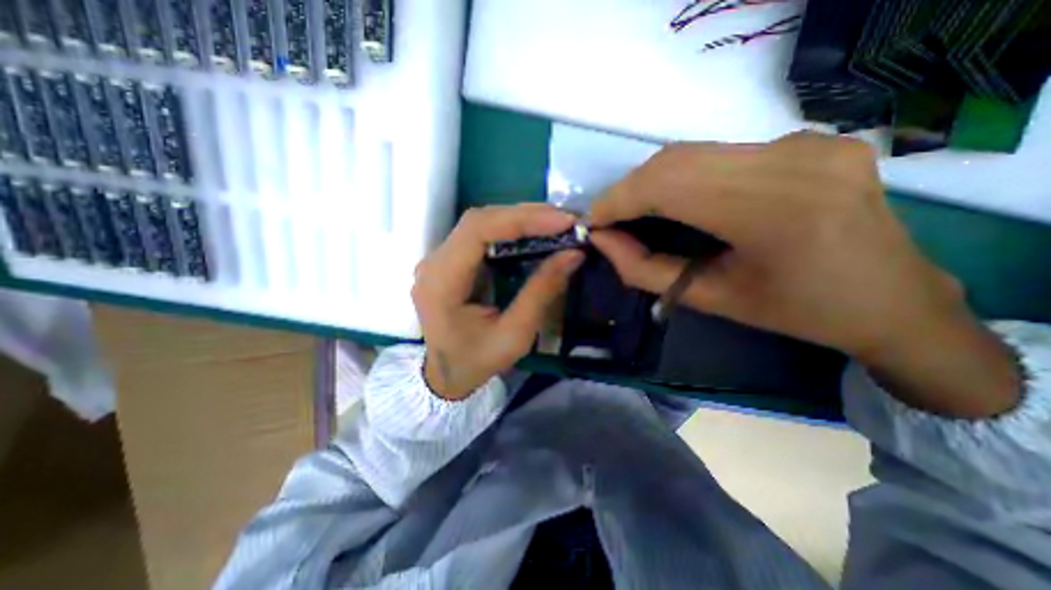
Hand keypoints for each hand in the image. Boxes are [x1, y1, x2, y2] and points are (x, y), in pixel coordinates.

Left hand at [412, 203, 589, 401]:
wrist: (447, 376)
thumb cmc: (477, 361)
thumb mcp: (515, 334)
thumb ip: (541, 291)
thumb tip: (573, 254)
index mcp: (442, 282)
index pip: (477, 231)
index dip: (521, 219)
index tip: (561, 221)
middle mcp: (434, 263)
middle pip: (478, 221)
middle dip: (525, 215)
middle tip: (564, 220)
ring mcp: (439, 260)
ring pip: (480, 224)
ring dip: (519, 219)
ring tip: (554, 223)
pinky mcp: (450, 262)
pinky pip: (480, 235)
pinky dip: (509, 230)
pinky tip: (533, 233)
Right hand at [589, 134, 1017, 417]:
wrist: (892, 300)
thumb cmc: (797, 313)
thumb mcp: (710, 299)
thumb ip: (646, 269)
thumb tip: (604, 241)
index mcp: (775, 213)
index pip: (667, 185)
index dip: (618, 200)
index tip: (594, 222)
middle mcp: (793, 160)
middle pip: (675, 160)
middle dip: (629, 190)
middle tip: (611, 221)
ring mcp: (805, 142)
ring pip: (692, 152)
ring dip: (651, 182)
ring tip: (635, 213)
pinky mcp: (806, 139)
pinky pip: (718, 153)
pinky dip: (682, 176)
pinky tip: (678, 202)